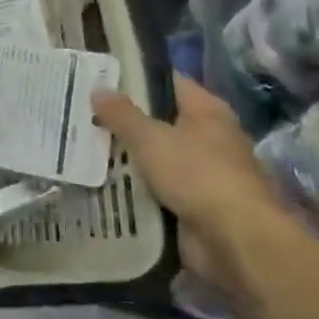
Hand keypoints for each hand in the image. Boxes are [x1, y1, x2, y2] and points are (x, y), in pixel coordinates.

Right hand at [92, 74, 313, 296]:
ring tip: (84, 146)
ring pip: (156, 156)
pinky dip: (135, 186)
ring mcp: (203, 172)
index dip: (136, 78)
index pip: (168, 82)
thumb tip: (98, 88)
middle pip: (159, 120)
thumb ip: (122, 114)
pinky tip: (103, 181)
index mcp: (207, 111)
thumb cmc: (197, 175)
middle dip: (124, 120)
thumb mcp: (150, 139)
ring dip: (127, 156)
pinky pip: (157, 187)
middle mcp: (209, 137)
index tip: (101, 78)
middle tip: (83, 113)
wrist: (235, 241)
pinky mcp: (195, 203)